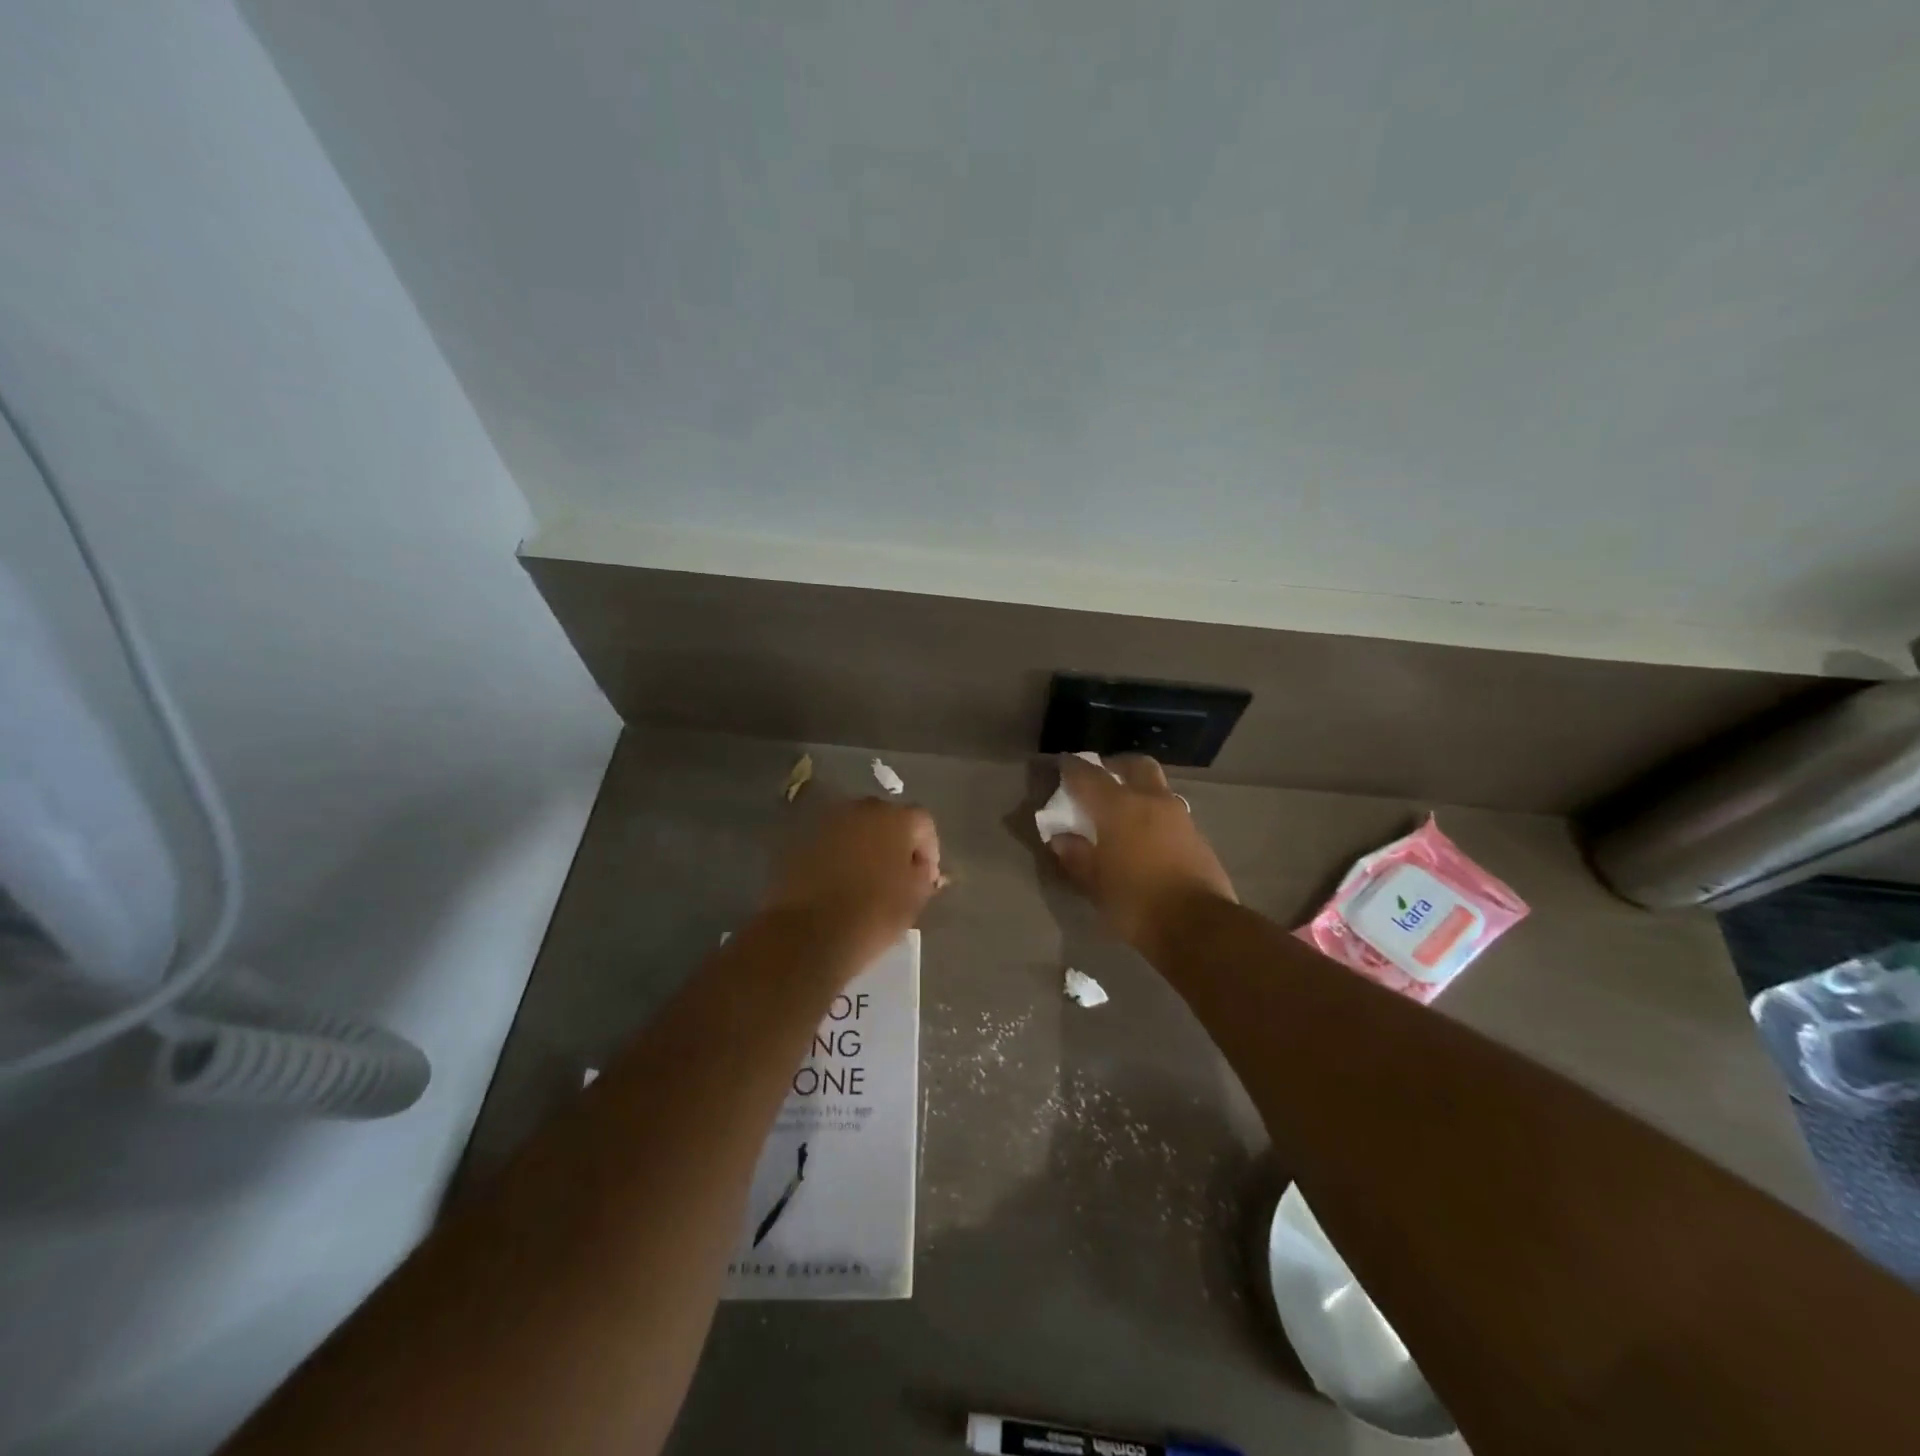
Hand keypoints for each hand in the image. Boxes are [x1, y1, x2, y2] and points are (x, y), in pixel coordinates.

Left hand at [759, 797, 942, 975]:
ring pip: (855, 828)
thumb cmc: (874, 914)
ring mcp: (827, 822)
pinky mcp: (800, 839)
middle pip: (886, 818)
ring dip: (864, 846)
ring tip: (865, 878)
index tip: (926, 878)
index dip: (928, 850)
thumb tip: (920, 868)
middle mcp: (861, 809)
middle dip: (894, 842)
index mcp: (896, 818)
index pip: (923, 823)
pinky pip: (830, 842)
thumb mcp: (914, 899)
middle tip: (896, 874)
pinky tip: (838, 881)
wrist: (809, 933)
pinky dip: (837, 855)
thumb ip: (924, 875)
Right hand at [1048, 754, 1236, 956]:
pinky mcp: (1197, 836)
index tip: (1062, 764)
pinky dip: (1155, 814)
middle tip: (1102, 778)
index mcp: (1118, 807)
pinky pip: (1171, 813)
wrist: (1198, 925)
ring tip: (1125, 810)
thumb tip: (1062, 839)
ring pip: (1158, 787)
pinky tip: (1147, 836)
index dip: (1072, 767)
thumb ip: (1076, 856)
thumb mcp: (1095, 884)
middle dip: (1116, 766)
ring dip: (1140, 789)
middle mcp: (1151, 801)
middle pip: (1135, 766)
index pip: (1089, 775)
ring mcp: (1179, 816)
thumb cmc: (1136, 902)